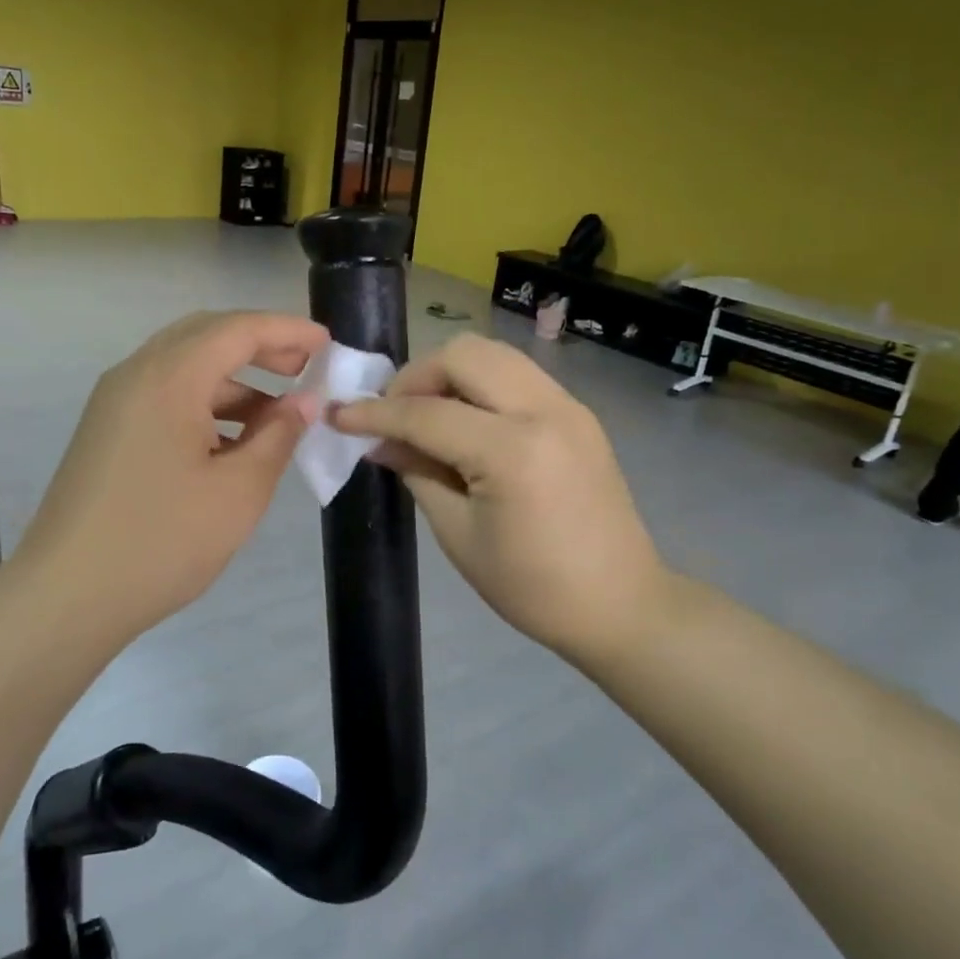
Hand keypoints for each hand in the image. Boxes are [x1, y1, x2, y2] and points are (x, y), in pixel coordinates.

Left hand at [12, 310, 326, 641]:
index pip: (237, 330)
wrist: (67, 595)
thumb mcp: (238, 491)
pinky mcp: (107, 431)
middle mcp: (135, 375)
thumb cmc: (162, 541)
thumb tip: (304, 402)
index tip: (328, 345)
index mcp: (169, 379)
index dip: (287, 330)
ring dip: (233, 380)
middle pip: (205, 336)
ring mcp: (114, 403)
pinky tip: (233, 441)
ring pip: (183, 367)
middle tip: (305, 367)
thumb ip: (278, 436)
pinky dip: (204, 404)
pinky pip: (164, 396)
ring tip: (277, 415)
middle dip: (259, 346)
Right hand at [333, 335, 667, 662]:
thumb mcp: (459, 535)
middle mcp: (544, 410)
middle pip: (463, 355)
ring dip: (449, 373)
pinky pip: (517, 374)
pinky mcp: (578, 413)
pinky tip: (466, 422)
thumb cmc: (532, 586)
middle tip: (393, 415)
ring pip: (493, 354)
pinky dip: (481, 384)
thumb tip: (379, 442)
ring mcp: (568, 405)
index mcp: (512, 451)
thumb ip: (417, 474)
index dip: (375, 413)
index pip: (427, 413)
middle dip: (416, 376)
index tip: (338, 415)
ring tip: (427, 414)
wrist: (621, 603)